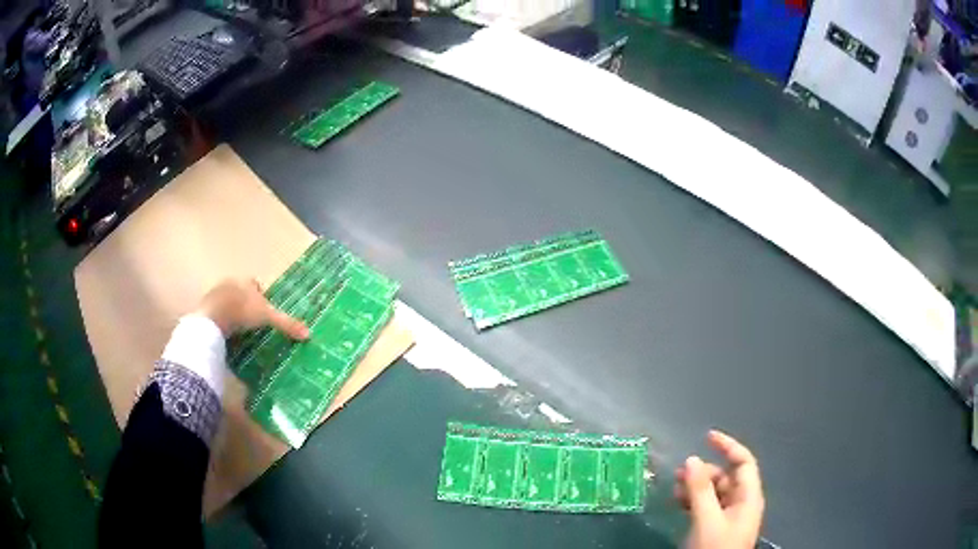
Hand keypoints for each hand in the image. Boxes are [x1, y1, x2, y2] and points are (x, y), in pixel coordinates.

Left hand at [194, 278, 309, 339]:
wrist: (212, 318)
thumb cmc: (241, 311)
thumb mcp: (267, 317)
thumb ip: (286, 324)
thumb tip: (309, 334)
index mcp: (245, 281)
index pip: (255, 284)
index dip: (260, 296)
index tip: (264, 311)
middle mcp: (230, 283)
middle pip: (241, 291)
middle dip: (246, 303)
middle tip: (252, 322)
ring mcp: (215, 294)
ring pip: (228, 301)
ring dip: (233, 312)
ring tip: (239, 330)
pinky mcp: (205, 307)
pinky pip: (217, 312)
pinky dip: (222, 320)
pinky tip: (226, 332)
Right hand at [674, 430, 764, 548]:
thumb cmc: (715, 548)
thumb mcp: (706, 519)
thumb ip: (700, 490)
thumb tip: (692, 458)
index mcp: (748, 497)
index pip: (743, 462)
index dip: (728, 446)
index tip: (706, 436)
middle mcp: (741, 503)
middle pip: (726, 477)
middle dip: (704, 471)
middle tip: (680, 473)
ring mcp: (729, 516)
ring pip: (714, 492)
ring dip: (696, 487)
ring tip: (675, 489)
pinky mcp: (717, 528)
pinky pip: (707, 506)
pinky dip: (693, 501)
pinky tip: (679, 502)